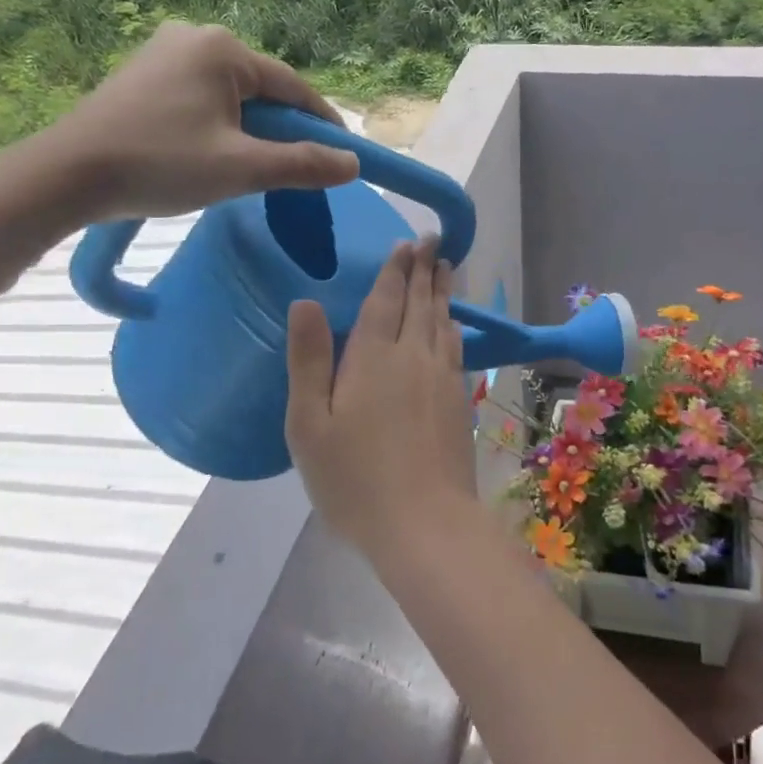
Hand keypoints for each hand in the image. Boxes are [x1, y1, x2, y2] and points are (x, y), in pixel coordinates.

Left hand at [34, 21, 359, 222]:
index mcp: (223, 49)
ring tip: (249, 166)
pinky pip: (202, 96)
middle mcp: (195, 37)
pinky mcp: (143, 73)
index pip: (293, 87)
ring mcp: (164, 51)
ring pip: (232, 94)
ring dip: (250, 128)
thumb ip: (303, 164)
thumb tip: (353, 163)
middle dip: (282, 128)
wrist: (66, 175)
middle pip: (262, 88)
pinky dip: (220, 123)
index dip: (322, 123)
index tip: (343, 154)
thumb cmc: (160, 164)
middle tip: (292, 169)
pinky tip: (211, 152)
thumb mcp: (242, 168)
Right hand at [286, 237, 477, 553]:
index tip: (405, 243)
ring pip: (441, 322)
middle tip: (432, 240)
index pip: (385, 300)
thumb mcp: (310, 424)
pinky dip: (452, 326)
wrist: (424, 523)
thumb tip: (305, 302)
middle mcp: (412, 357)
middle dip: (424, 269)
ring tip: (445, 268)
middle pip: (419, 303)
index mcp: (373, 357)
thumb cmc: (354, 478)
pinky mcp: (457, 401)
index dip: (394, 270)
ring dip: (442, 292)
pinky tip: (451, 325)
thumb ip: (308, 360)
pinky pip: (454, 348)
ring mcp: (441, 378)